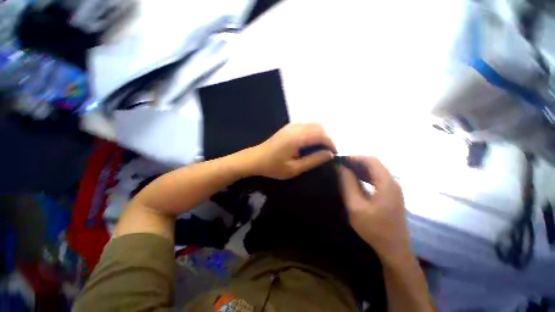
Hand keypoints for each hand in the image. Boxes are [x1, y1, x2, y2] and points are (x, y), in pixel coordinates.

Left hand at [247, 123, 335, 179]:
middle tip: (328, 151)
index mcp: (297, 137)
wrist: (255, 159)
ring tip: (321, 148)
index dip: (331, 143)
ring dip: (320, 134)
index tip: (334, 153)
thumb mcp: (294, 168)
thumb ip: (313, 160)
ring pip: (313, 124)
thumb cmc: (274, 166)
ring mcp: (291, 126)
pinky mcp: (288, 127)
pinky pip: (306, 125)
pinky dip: (313, 131)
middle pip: (319, 126)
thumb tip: (329, 154)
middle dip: (327, 138)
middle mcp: (296, 127)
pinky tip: (310, 142)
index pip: (321, 135)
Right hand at [338, 156, 410, 260]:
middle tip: (340, 165)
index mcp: (387, 183)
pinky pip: (376, 178)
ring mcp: (393, 188)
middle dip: (356, 161)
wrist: (394, 249)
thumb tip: (340, 168)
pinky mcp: (391, 193)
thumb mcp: (356, 207)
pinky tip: (354, 179)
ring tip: (344, 170)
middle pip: (374, 163)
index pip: (371, 160)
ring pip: (375, 170)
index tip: (340, 159)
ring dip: (359, 168)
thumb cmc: (374, 229)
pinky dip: (364, 175)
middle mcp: (393, 182)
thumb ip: (348, 185)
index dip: (355, 157)